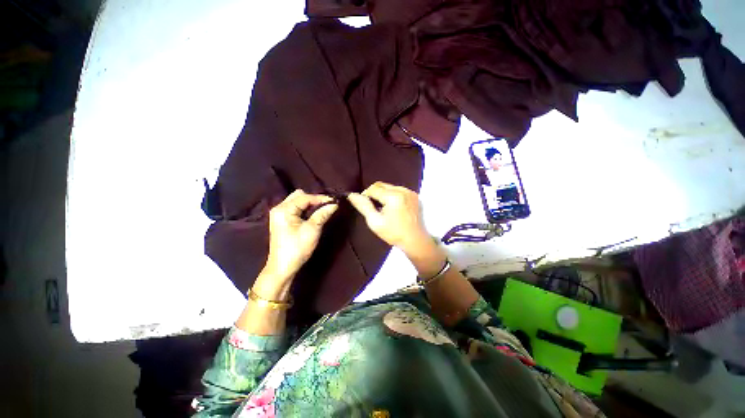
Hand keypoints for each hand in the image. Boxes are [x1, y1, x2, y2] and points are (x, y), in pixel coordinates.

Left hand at [262, 190, 337, 281]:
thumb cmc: (297, 248)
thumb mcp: (313, 230)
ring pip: (297, 201)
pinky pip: (295, 208)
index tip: (334, 201)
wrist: (283, 267)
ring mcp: (279, 214)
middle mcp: (279, 208)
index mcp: (284, 209)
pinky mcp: (281, 220)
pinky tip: (313, 214)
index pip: (305, 197)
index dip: (321, 198)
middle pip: (299, 196)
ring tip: (322, 209)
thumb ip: (323, 214)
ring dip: (310, 204)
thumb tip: (334, 204)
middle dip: (314, 199)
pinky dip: (305, 209)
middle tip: (327, 205)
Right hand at [347, 182, 434, 257]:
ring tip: (383, 208)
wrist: (415, 241)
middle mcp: (403, 190)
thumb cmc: (394, 233)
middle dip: (374, 193)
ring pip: (390, 187)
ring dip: (383, 194)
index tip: (364, 205)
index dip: (365, 195)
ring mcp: (410, 192)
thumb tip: (352, 195)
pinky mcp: (414, 195)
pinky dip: (392, 195)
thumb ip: (363, 206)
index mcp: (393, 196)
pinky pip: (398, 190)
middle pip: (382, 185)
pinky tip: (392, 207)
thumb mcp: (375, 222)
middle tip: (373, 207)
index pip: (373, 188)